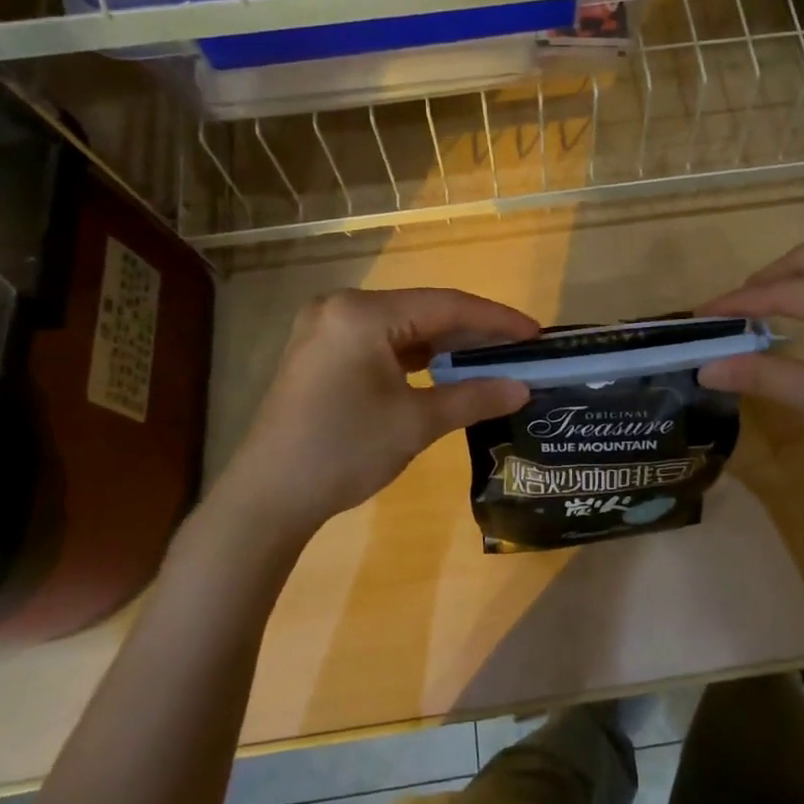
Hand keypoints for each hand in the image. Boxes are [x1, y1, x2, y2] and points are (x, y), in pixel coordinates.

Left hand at [215, 288, 536, 530]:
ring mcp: (325, 327)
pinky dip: (414, 354)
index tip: (535, 334)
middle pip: (423, 310)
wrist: (267, 498)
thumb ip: (473, 397)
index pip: (445, 305)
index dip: (495, 319)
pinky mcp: (320, 351)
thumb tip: (522, 388)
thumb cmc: (343, 452)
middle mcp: (341, 307)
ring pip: (402, 326)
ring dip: (444, 343)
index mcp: (362, 314)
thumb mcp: (416, 423)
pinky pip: (380, 341)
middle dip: (472, 331)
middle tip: (518, 348)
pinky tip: (443, 368)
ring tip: (490, 358)